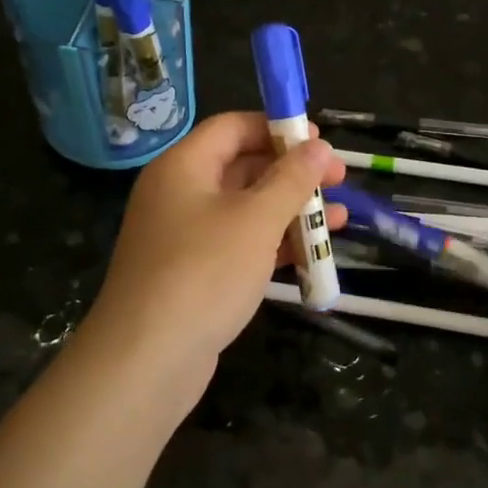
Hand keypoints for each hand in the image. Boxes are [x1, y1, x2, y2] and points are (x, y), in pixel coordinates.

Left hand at [82, 112, 345, 409]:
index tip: (320, 142)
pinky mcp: (194, 274)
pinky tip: (313, 254)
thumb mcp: (256, 219)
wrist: (146, 360)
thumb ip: (291, 179)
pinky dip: (274, 244)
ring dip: (292, 211)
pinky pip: (239, 245)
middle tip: (339, 180)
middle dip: (293, 173)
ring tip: (341, 218)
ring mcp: (185, 236)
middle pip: (243, 167)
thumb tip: (318, 145)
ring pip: (246, 210)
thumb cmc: (203, 272)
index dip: (277, 128)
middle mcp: (180, 194)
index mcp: (184, 166)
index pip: (233, 127)